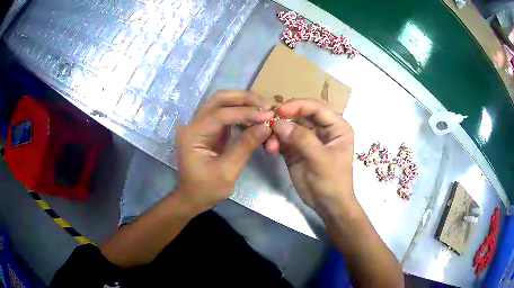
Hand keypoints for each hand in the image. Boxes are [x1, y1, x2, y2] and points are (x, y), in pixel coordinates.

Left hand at [176, 91, 272, 211]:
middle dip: (243, 98)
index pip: (221, 114)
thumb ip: (245, 146)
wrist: (192, 197)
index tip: (268, 114)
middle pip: (218, 99)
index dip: (246, 112)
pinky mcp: (208, 129)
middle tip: (265, 104)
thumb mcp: (227, 171)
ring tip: (263, 108)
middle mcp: (193, 124)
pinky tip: (254, 116)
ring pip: (221, 103)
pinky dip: (240, 112)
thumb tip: (266, 126)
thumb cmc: (206, 189)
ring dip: (242, 102)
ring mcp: (200, 125)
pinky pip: (224, 113)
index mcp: (193, 135)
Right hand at [269, 99, 355, 215]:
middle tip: (268, 125)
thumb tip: (278, 123)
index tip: (280, 111)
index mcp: (336, 127)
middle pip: (300, 115)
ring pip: (288, 127)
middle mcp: (322, 129)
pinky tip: (270, 150)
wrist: (327, 205)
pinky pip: (282, 140)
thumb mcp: (321, 160)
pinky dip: (274, 142)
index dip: (298, 106)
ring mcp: (307, 139)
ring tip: (270, 146)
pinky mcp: (295, 150)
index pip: (316, 108)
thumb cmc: (333, 181)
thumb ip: (302, 139)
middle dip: (284, 120)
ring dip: (277, 133)